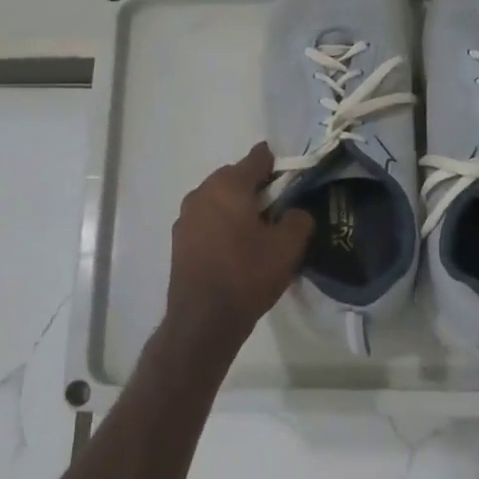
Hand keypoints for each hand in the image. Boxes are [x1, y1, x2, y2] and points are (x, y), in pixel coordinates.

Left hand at [164, 143, 313, 354]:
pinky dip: (221, 224)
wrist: (203, 320)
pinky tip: (235, 247)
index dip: (277, 164)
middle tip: (278, 207)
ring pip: (218, 199)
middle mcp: (202, 192)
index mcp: (228, 185)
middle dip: (256, 186)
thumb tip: (296, 212)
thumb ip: (299, 220)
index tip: (292, 177)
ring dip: (236, 206)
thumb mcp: (287, 248)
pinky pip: (206, 219)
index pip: (257, 158)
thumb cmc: (247, 275)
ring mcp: (186, 216)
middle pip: (235, 177)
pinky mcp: (179, 239)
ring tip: (257, 229)